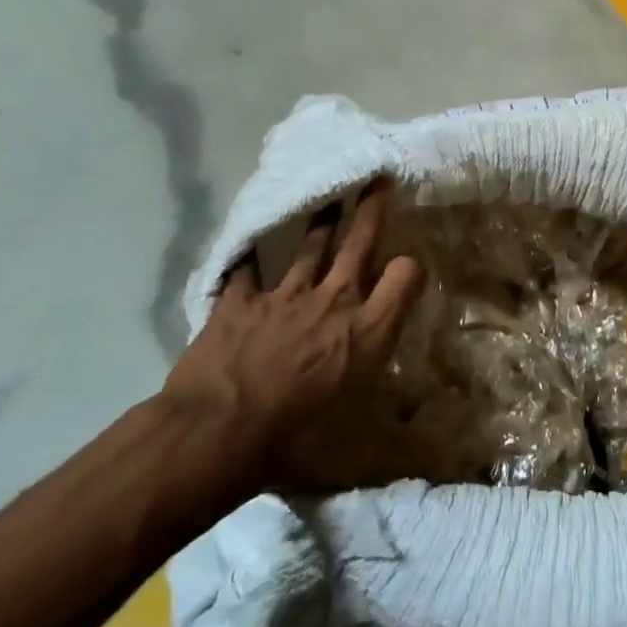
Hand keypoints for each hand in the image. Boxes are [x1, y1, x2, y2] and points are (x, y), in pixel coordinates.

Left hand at [162, 177, 421, 496]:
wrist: (216, 433)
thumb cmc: (291, 440)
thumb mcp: (347, 433)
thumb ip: (369, 413)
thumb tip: (397, 447)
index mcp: (366, 332)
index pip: (405, 279)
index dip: (410, 267)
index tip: (410, 265)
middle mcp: (334, 302)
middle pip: (359, 244)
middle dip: (371, 210)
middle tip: (377, 180)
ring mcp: (284, 296)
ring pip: (309, 246)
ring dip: (320, 222)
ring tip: (328, 201)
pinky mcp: (239, 301)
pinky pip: (245, 271)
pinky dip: (247, 261)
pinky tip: (247, 250)